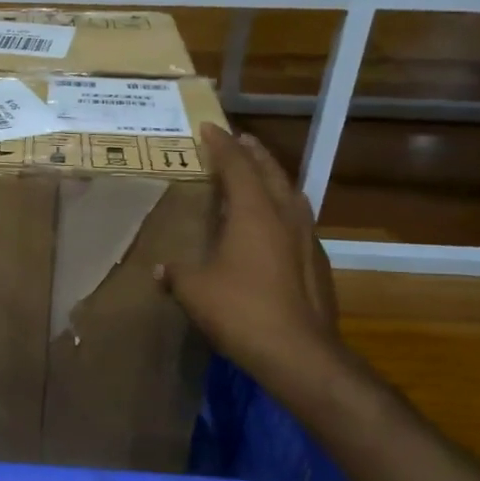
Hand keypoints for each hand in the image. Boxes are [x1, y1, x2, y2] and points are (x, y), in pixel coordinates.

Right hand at [156, 124, 341, 384]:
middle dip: (253, 153)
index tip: (210, 128)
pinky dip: (283, 210)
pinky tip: (275, 226)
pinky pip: (298, 221)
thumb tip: (162, 271)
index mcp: (254, 213)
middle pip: (270, 172)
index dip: (222, 146)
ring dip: (273, 178)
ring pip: (291, 195)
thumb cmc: (240, 311)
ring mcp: (306, 239)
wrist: (298, 352)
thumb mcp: (195, 291)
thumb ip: (177, 274)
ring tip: (260, 174)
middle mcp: (284, 216)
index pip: (237, 166)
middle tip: (239, 140)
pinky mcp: (317, 262)